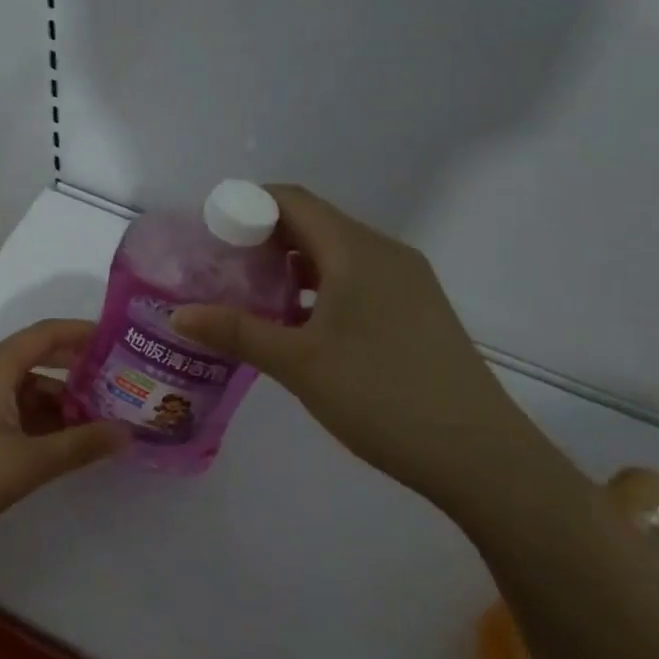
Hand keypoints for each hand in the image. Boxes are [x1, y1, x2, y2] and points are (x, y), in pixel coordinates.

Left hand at [0, 319, 126, 566]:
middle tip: (119, 387)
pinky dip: (37, 421)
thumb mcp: (28, 462)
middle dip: (78, 373)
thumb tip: (128, 432)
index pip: (47, 333)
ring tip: (99, 423)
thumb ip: (80, 445)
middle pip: (38, 361)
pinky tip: (60, 444)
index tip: (121, 341)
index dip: (84, 333)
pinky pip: (9, 410)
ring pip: (25, 390)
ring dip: (59, 403)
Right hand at [171, 185, 563, 520]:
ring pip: (335, 254)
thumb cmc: (382, 396)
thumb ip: (236, 331)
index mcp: (356, 250)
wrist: (481, 457)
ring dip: (291, 266)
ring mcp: (406, 282)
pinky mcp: (416, 311)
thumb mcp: (299, 363)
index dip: (246, 205)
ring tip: (251, 297)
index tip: (210, 233)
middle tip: (221, 269)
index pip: (292, 201)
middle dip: (262, 238)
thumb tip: (177, 314)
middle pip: (313, 223)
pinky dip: (319, 288)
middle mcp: (384, 253)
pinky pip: (356, 280)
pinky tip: (298, 325)